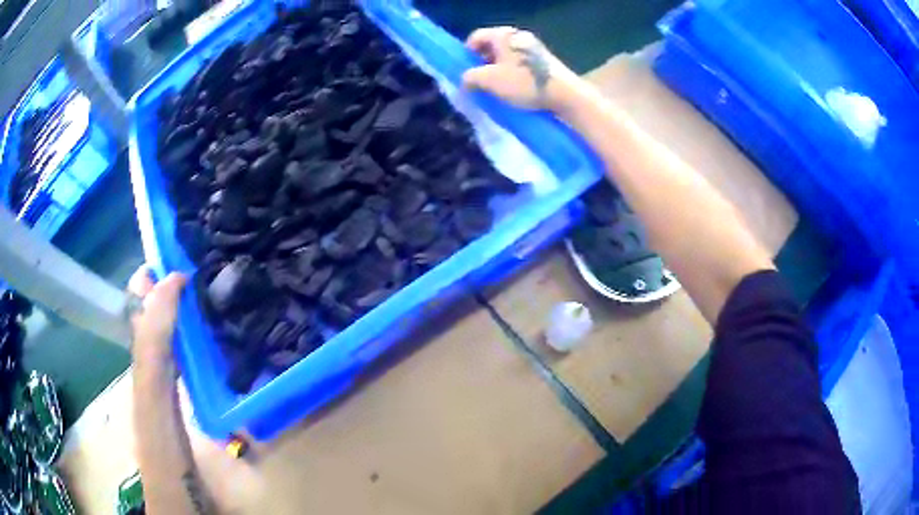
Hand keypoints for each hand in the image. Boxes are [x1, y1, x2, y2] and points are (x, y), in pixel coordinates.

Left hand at [127, 265, 187, 369]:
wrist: (159, 371)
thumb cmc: (156, 331)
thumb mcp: (165, 297)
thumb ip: (174, 280)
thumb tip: (185, 274)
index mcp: (134, 293)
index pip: (148, 271)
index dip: (164, 268)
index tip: (182, 272)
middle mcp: (139, 307)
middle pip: (158, 290)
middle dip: (174, 289)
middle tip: (191, 290)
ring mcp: (149, 326)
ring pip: (167, 309)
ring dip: (180, 308)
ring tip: (195, 306)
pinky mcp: (161, 342)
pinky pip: (173, 326)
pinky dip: (182, 324)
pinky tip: (193, 325)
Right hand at [462, 27, 579, 110]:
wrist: (564, 94)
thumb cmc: (523, 82)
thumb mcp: (488, 81)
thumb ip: (470, 78)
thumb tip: (465, 81)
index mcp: (503, 35)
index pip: (476, 37)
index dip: (466, 54)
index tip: (466, 72)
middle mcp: (518, 36)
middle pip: (492, 47)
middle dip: (482, 64)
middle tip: (479, 82)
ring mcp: (533, 47)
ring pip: (507, 56)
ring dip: (498, 71)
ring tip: (496, 89)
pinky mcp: (544, 61)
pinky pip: (520, 64)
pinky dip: (513, 74)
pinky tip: (514, 90)